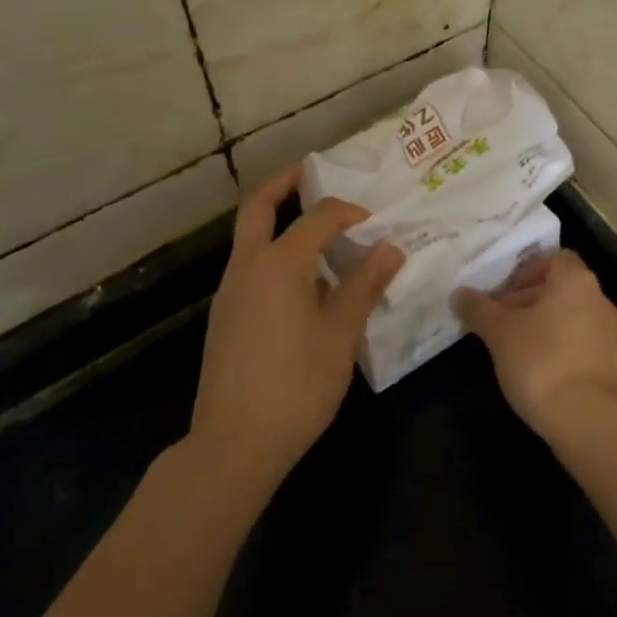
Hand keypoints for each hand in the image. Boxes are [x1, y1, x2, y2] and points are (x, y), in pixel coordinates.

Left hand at [189, 165, 403, 485]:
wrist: (233, 445)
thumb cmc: (296, 385)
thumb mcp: (340, 333)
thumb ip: (364, 284)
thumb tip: (391, 247)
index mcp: (278, 264)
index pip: (319, 217)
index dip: (349, 212)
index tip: (375, 223)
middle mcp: (247, 267)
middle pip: (258, 206)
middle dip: (285, 183)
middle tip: (312, 171)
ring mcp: (230, 292)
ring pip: (250, 237)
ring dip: (279, 220)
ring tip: (319, 230)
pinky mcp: (225, 317)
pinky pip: (250, 266)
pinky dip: (274, 253)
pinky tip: (303, 282)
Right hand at [453, 250, 616, 440]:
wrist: (585, 417)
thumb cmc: (540, 360)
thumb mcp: (499, 332)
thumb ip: (478, 309)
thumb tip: (458, 294)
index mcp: (574, 280)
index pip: (552, 258)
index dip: (524, 270)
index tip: (500, 292)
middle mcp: (597, 298)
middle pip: (558, 287)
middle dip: (526, 298)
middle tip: (497, 319)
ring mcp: (607, 331)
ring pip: (567, 314)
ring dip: (539, 323)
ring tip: (509, 345)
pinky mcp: (608, 362)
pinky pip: (577, 340)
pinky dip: (556, 344)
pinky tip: (533, 367)